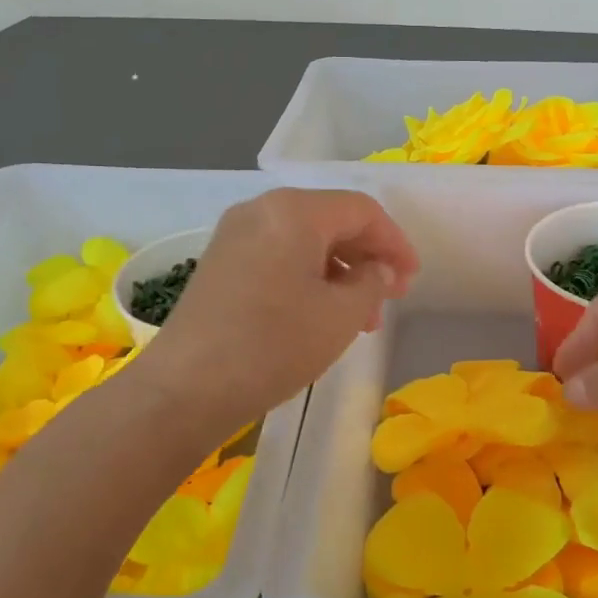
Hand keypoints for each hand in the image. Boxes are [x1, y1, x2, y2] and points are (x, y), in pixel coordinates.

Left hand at [134, 188, 418, 429]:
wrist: (185, 388)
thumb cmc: (273, 345)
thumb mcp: (341, 315)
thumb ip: (373, 281)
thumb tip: (379, 269)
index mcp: (294, 211)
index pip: (362, 210)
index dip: (395, 242)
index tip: (411, 280)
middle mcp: (261, 209)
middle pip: (331, 221)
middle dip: (367, 258)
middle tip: (389, 299)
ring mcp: (235, 235)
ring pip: (305, 241)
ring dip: (340, 272)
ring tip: (359, 318)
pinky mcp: (220, 262)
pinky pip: (278, 255)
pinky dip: (308, 277)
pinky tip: (319, 314)